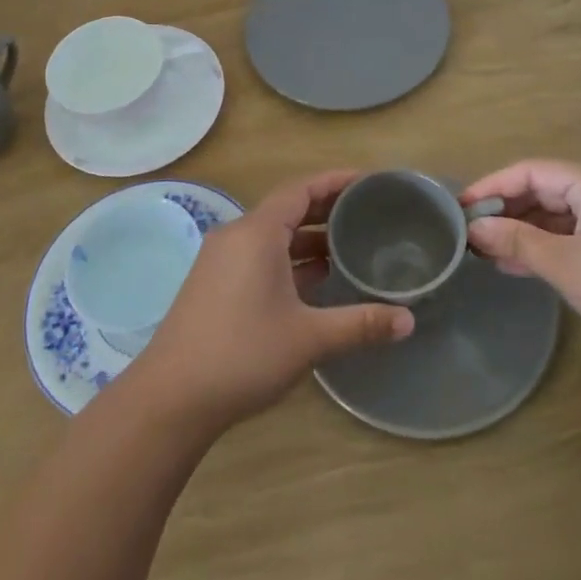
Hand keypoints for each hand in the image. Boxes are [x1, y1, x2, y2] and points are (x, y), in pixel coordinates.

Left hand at [135, 172, 415, 430]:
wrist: (172, 398)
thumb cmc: (243, 355)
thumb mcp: (309, 338)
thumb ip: (360, 324)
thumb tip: (409, 320)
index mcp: (257, 233)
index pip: (301, 189)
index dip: (336, 181)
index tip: (369, 181)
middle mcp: (237, 236)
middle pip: (287, 209)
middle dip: (327, 210)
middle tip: (368, 214)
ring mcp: (221, 260)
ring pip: (273, 235)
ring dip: (308, 239)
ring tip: (350, 247)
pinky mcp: (214, 283)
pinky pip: (259, 256)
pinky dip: (289, 259)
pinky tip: (315, 280)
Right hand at [461, 159, 580, 361]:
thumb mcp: (565, 264)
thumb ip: (516, 241)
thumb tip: (474, 229)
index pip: (530, 171)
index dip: (491, 186)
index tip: (459, 209)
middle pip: (544, 189)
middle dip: (505, 210)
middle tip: (470, 233)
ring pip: (557, 215)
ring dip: (522, 231)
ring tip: (486, 252)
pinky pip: (573, 236)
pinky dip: (545, 246)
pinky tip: (519, 266)